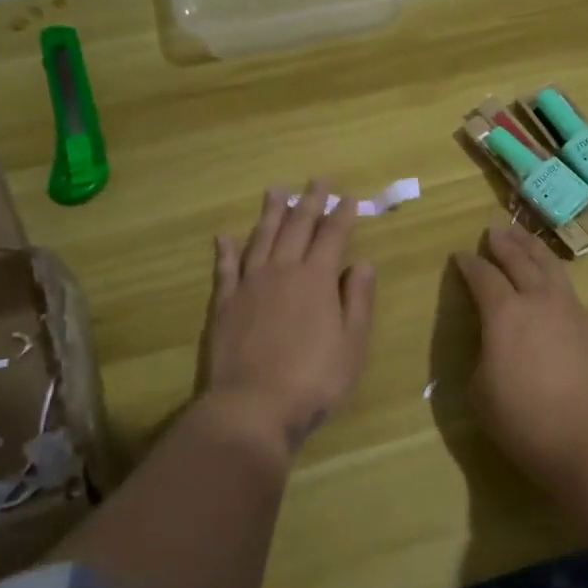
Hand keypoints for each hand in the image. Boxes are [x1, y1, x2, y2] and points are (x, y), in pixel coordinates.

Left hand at [201, 181, 376, 450]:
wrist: (253, 406)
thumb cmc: (314, 380)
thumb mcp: (353, 344)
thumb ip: (359, 300)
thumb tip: (364, 263)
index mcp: (317, 279)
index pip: (333, 236)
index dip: (342, 215)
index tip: (349, 197)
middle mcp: (283, 271)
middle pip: (297, 227)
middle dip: (309, 201)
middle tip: (317, 180)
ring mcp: (249, 285)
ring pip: (261, 238)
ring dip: (270, 213)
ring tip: (276, 191)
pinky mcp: (224, 304)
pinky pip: (225, 268)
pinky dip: (226, 249)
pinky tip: (225, 236)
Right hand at [452, 226, 587, 484]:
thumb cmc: (525, 420)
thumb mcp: (481, 391)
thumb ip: (484, 356)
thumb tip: (495, 344)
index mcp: (504, 313)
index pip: (483, 277)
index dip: (469, 264)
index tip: (460, 256)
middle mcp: (538, 300)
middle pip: (520, 259)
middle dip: (503, 243)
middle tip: (493, 231)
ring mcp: (570, 310)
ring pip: (550, 266)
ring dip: (532, 248)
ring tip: (523, 237)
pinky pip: (567, 286)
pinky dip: (552, 273)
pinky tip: (550, 279)